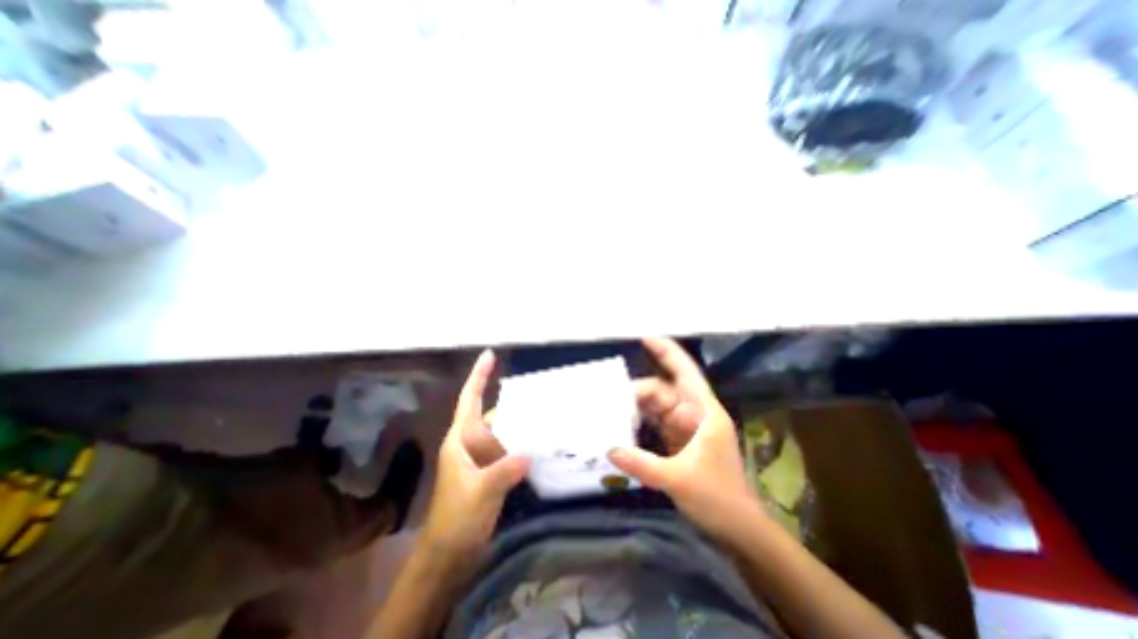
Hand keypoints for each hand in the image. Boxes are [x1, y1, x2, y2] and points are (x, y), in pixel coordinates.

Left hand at [425, 350, 530, 559]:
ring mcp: (483, 458)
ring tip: (545, 414)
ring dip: (520, 425)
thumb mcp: (480, 492)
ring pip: (503, 432)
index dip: (479, 376)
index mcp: (461, 439)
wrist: (449, 554)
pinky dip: (522, 444)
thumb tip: (529, 453)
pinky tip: (540, 443)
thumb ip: (504, 470)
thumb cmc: (456, 519)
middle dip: (512, 403)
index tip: (490, 355)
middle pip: (493, 414)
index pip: (469, 399)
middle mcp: (472, 443)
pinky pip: (510, 449)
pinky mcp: (492, 471)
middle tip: (538, 392)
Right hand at [608, 340, 759, 537]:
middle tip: (609, 397)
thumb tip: (609, 448)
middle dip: (637, 391)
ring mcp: (684, 427)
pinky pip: (653, 423)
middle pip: (662, 390)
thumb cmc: (718, 499)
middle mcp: (694, 413)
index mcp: (704, 412)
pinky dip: (638, 422)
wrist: (737, 530)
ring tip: (609, 408)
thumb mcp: (679, 480)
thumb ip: (642, 464)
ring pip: (655, 406)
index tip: (645, 338)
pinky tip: (620, 424)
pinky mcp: (676, 441)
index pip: (685, 373)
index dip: (667, 352)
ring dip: (634, 407)